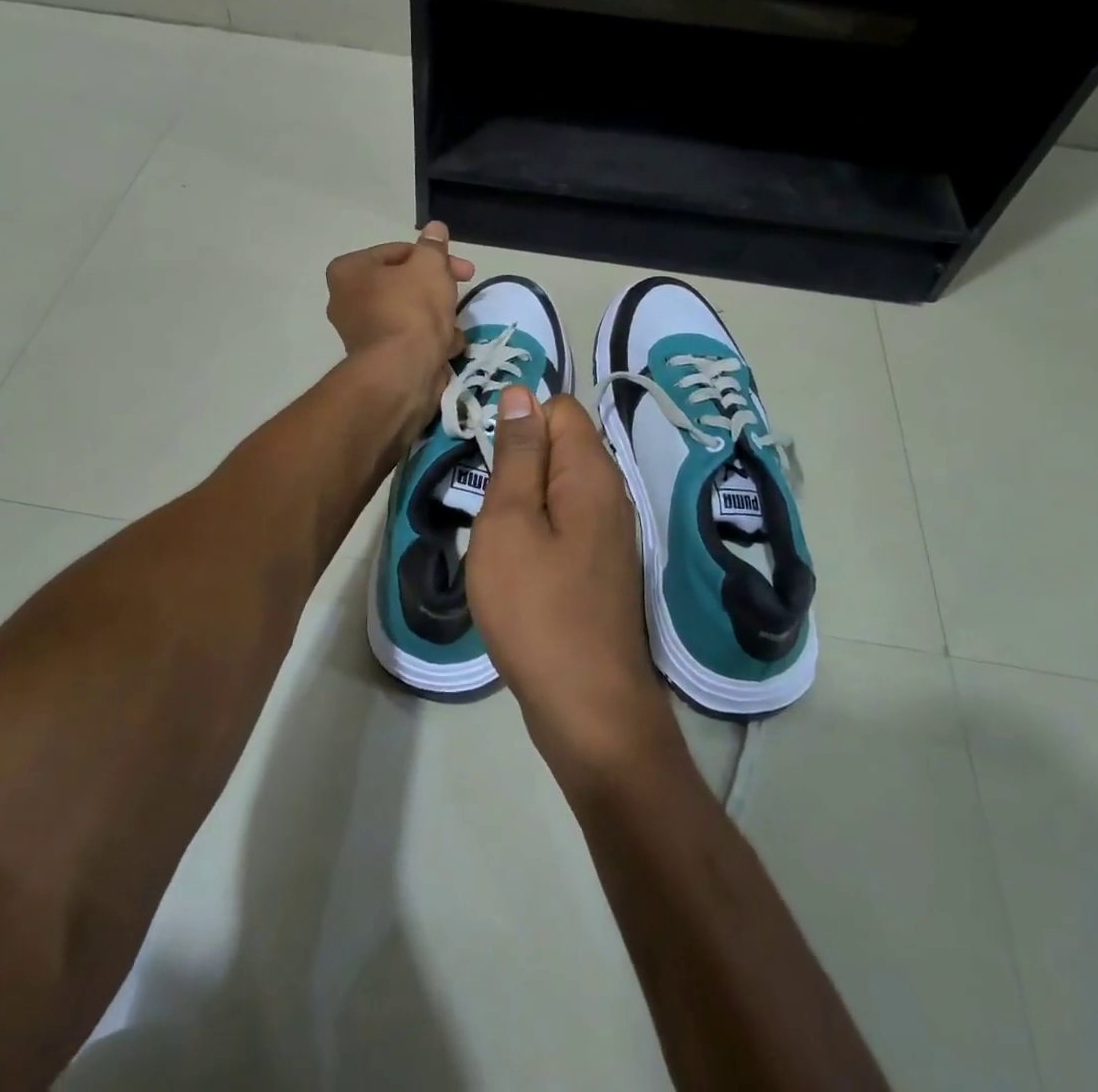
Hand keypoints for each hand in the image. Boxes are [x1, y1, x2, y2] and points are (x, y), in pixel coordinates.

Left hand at [325, 221, 475, 427]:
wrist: (403, 373)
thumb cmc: (412, 310)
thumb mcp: (430, 267)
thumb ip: (433, 247)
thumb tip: (434, 229)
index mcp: (348, 272)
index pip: (397, 252)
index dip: (434, 257)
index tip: (464, 270)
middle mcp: (345, 301)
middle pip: (402, 284)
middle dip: (436, 289)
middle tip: (463, 291)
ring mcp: (360, 333)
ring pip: (408, 314)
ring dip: (436, 317)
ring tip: (454, 326)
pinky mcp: (377, 360)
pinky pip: (407, 340)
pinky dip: (428, 341)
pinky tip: (446, 347)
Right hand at [467, 387, 678, 785]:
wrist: (588, 705)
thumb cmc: (536, 607)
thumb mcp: (510, 522)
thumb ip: (517, 455)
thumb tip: (520, 393)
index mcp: (591, 472)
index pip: (559, 408)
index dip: (519, 421)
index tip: (486, 462)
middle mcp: (611, 493)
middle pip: (562, 445)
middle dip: (519, 463)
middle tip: (488, 508)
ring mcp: (611, 532)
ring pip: (560, 487)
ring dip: (524, 500)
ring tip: (496, 537)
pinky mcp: (602, 565)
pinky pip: (566, 522)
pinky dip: (538, 530)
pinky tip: (517, 564)